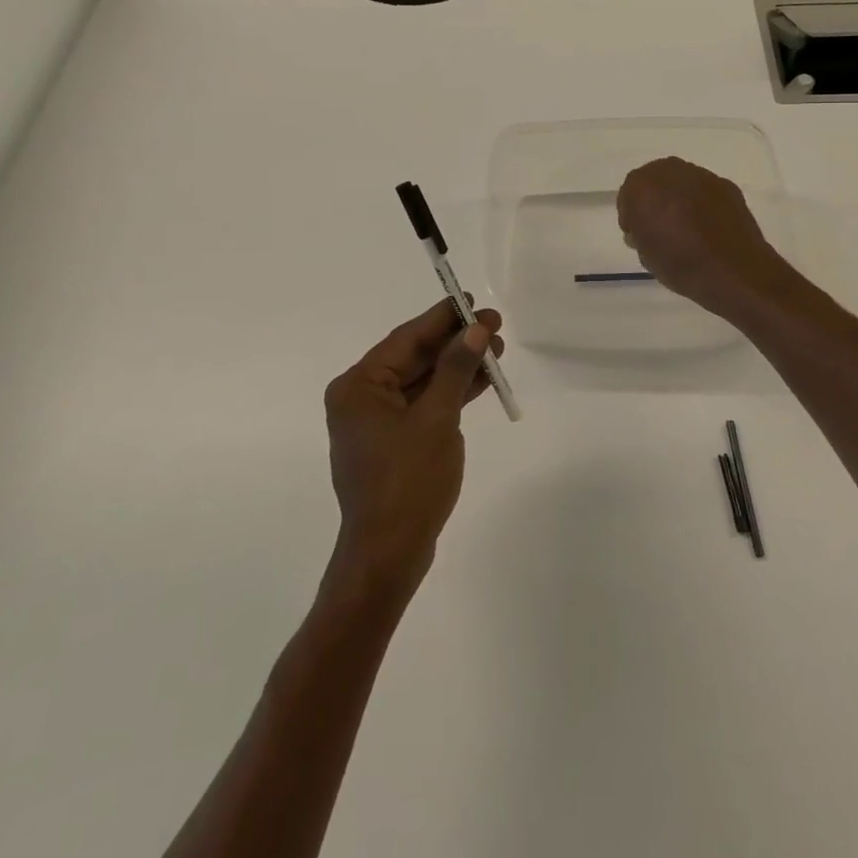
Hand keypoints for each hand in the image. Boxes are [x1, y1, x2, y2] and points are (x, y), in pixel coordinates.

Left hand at [323, 300, 503, 595]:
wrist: (389, 555)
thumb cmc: (408, 482)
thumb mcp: (437, 419)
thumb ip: (455, 369)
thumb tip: (475, 329)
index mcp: (359, 386)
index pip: (407, 339)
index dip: (443, 318)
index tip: (474, 302)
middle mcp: (362, 398)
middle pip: (415, 357)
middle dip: (456, 342)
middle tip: (496, 325)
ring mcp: (378, 422)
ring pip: (423, 381)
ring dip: (459, 366)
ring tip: (497, 348)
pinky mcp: (395, 442)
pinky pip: (425, 405)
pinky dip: (451, 393)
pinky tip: (483, 379)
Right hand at [616, 157, 791, 319]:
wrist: (735, 271)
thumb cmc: (682, 265)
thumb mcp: (646, 255)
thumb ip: (639, 233)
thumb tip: (644, 227)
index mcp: (644, 186)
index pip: (628, 193)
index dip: (631, 214)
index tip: (637, 233)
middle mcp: (672, 172)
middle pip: (654, 180)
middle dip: (654, 199)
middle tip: (658, 226)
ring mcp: (703, 176)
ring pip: (681, 182)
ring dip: (678, 198)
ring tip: (685, 227)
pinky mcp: (726, 185)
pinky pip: (704, 190)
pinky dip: (701, 203)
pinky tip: (707, 227)